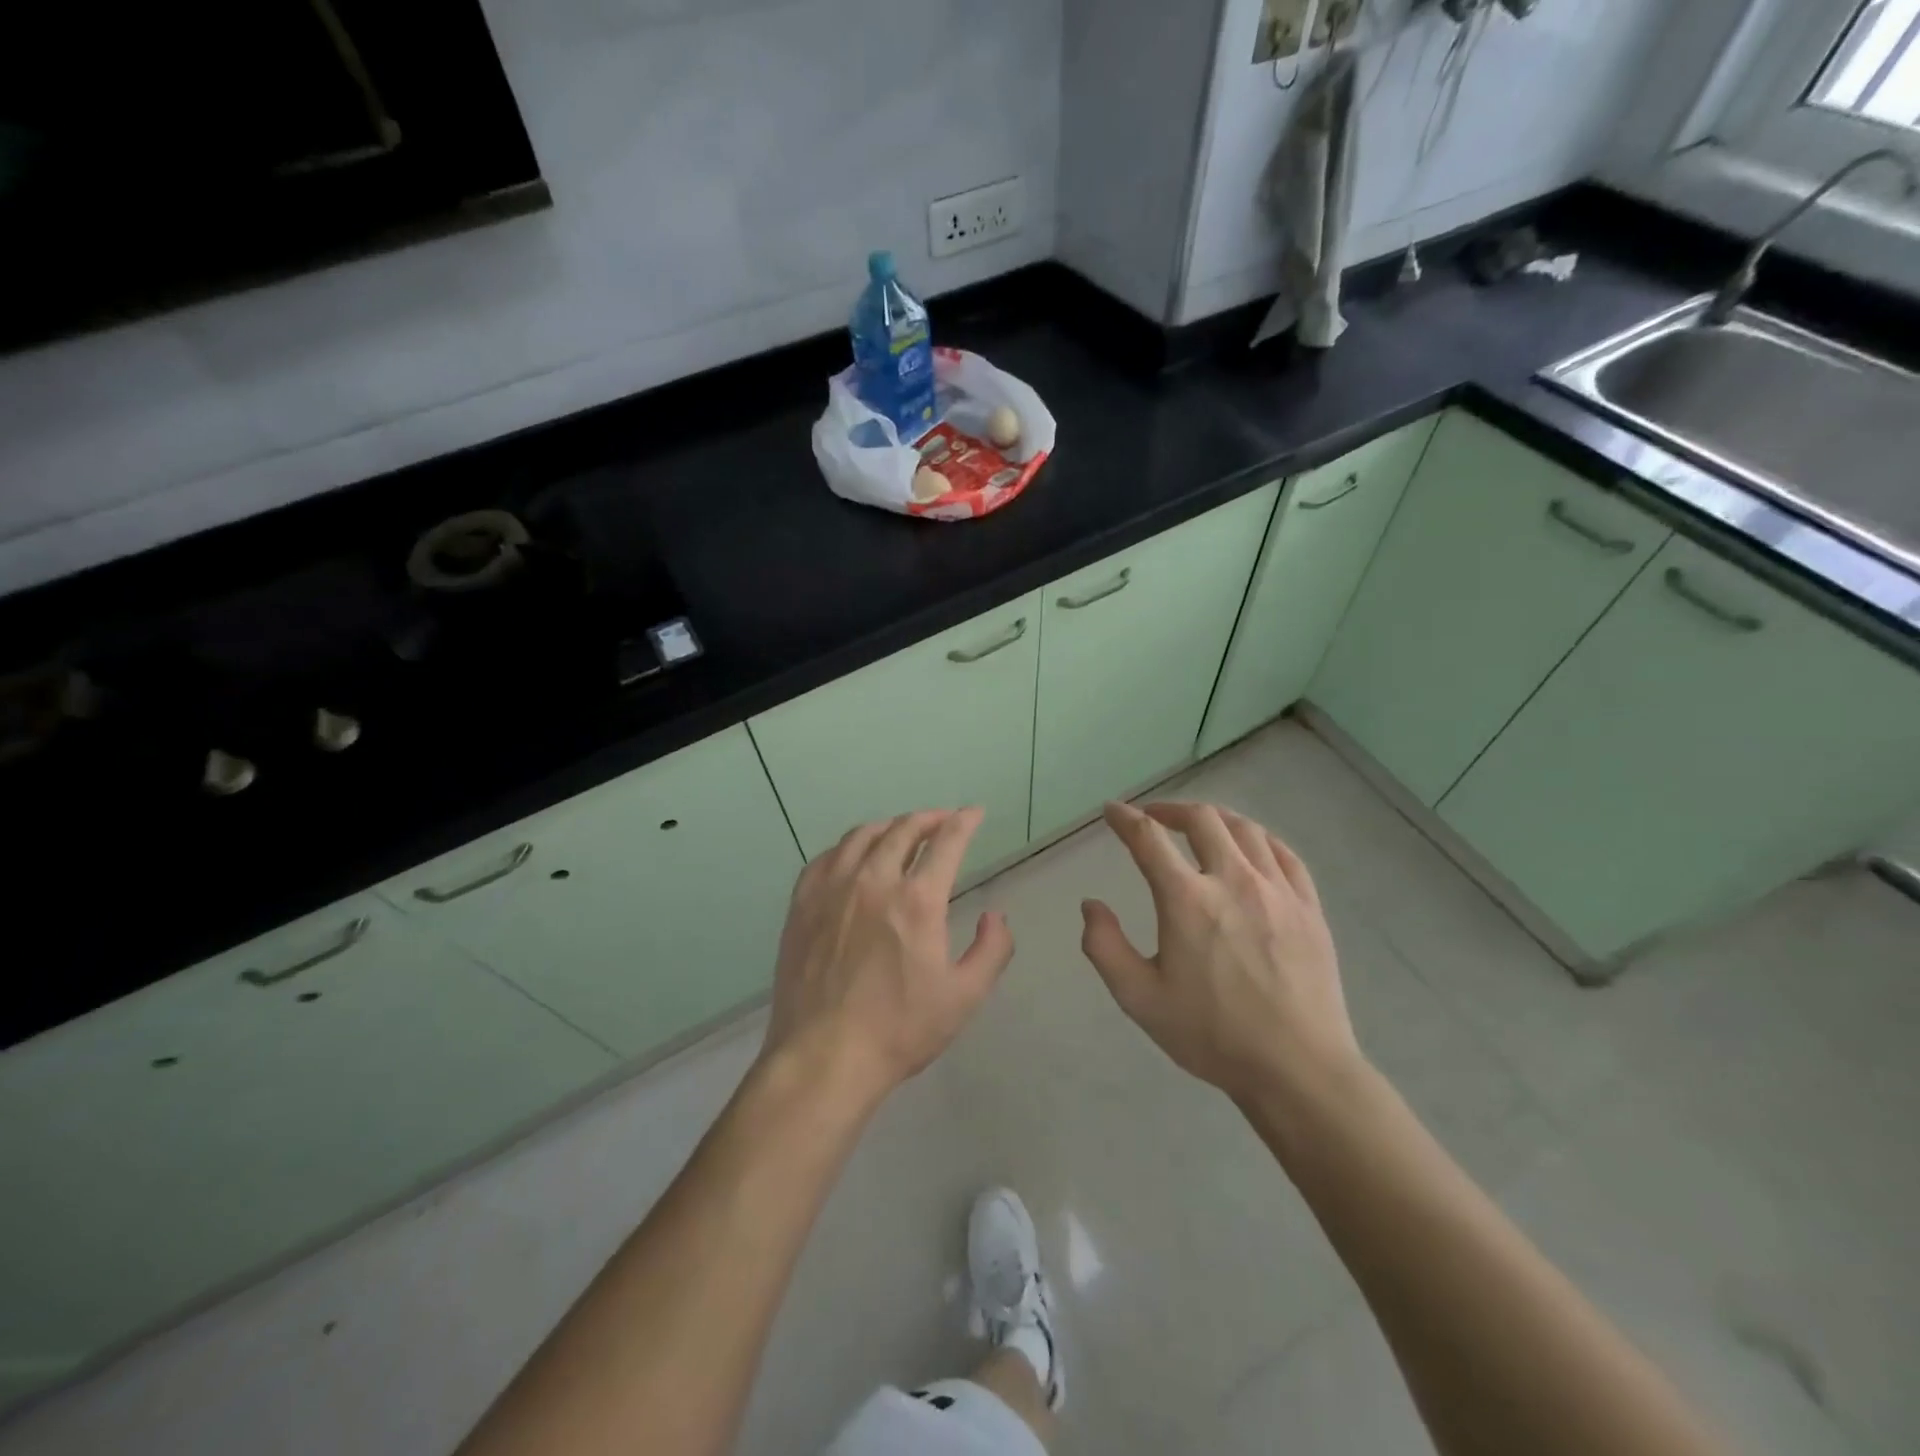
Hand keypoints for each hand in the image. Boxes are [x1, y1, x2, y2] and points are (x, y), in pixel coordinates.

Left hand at [762, 808, 1014, 1104]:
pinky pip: (826, 857)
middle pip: (903, 830)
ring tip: (900, 831)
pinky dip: (848, 847)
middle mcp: (873, 881)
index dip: (964, 822)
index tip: (974, 813)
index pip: (946, 842)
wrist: (824, 1057)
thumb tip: (995, 916)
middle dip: (928, 818)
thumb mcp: (963, 997)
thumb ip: (991, 950)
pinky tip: (853, 856)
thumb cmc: (899, 1030)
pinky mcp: (802, 905)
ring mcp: (832, 890)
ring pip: (862, 836)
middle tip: (942, 821)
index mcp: (917, 901)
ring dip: (889, 826)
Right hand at [1080, 800, 1362, 1105]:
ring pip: (1244, 829)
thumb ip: (1104, 946)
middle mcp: (1232, 880)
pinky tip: (1250, 847)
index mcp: (1186, 899)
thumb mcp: (1139, 998)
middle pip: (1201, 819)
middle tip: (1153, 817)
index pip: (1148, 838)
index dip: (1125, 818)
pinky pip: (1283, 853)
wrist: (1296, 1069)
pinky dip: (1258, 838)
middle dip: (1170, 809)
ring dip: (1214, 818)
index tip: (1112, 812)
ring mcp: (1277, 890)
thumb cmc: (1211, 1035)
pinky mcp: (1308, 906)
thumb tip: (1091, 905)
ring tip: (1199, 825)